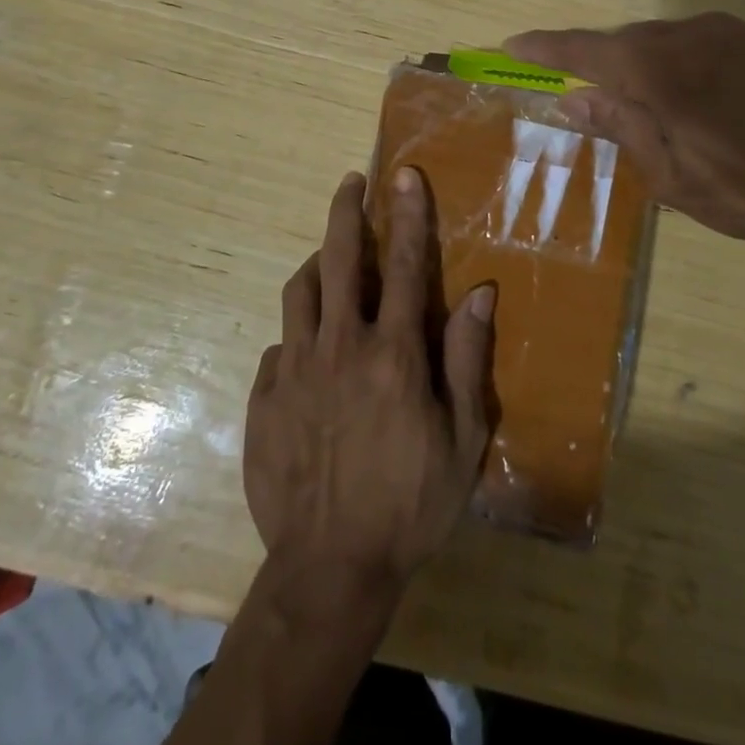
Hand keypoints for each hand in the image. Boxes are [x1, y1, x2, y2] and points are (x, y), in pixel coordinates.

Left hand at [243, 168, 495, 591]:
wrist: (329, 568)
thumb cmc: (410, 504)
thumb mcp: (462, 440)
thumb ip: (467, 359)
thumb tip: (480, 292)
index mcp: (392, 353)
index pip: (403, 264)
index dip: (407, 214)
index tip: (403, 176)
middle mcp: (339, 346)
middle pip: (338, 259)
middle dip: (346, 212)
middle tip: (351, 183)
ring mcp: (294, 369)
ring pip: (299, 291)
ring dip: (316, 263)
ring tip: (327, 256)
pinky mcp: (263, 396)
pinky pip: (280, 345)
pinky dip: (298, 333)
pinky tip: (308, 349)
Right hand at [506, 13, 744, 251]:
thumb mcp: (674, 178)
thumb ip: (622, 129)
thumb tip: (575, 101)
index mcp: (659, 71)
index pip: (584, 51)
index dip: (545, 49)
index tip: (512, 45)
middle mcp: (689, 36)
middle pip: (623, 42)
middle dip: (597, 66)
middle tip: (587, 100)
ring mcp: (729, 31)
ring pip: (662, 40)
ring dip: (640, 65)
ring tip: (647, 108)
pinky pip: (697, 41)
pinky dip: (677, 61)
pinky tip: (694, 96)